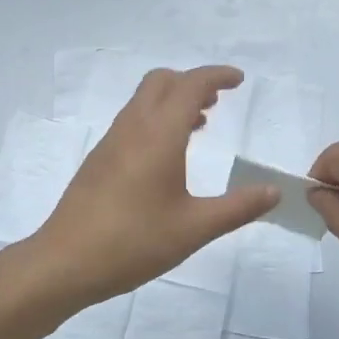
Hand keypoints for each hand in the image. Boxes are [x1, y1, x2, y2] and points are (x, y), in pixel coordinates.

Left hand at [32, 66, 278, 306]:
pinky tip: (168, 154)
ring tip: (200, 124)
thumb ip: (238, 207)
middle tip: (218, 101)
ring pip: (144, 100)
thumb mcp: (194, 228)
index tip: (238, 80)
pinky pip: (133, 120)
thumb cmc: (133, 242)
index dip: (216, 76)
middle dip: (192, 81)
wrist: (64, 261)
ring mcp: (112, 141)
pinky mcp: (100, 159)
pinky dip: (156, 118)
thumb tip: (274, 191)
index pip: (190, 85)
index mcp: (159, 134)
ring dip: (172, 100)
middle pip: (162, 81)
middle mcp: (133, 127)